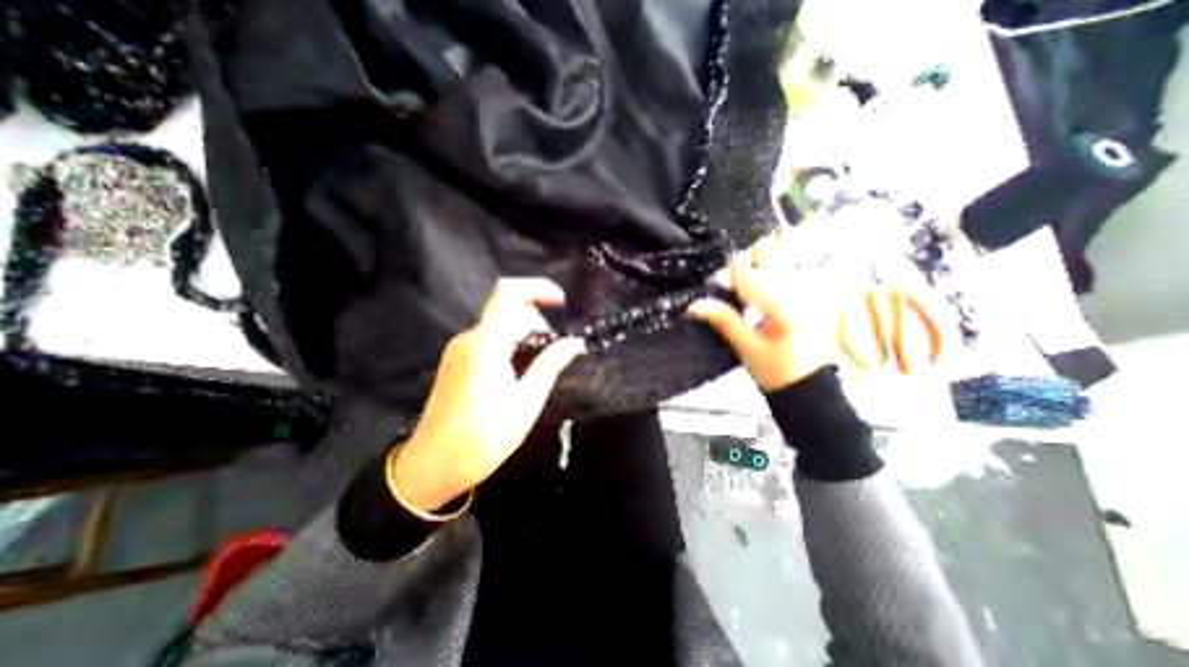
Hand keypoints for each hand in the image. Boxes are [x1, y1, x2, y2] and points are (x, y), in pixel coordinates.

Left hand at [396, 278, 585, 507]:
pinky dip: (513, 346)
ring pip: (502, 325)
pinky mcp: (459, 359)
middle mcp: (470, 339)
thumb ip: (549, 366)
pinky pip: (492, 339)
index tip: (562, 302)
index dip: (538, 288)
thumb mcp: (524, 405)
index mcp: (485, 346)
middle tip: (554, 356)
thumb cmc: (480, 441)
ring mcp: (461, 349)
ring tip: (537, 371)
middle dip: (538, 324)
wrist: (430, 467)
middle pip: (510, 310)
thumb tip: (575, 342)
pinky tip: (520, 374)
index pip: (508, 294)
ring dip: (527, 338)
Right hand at [693, 233, 827, 391]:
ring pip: (780, 256)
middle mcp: (801, 290)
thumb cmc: (774, 368)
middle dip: (748, 262)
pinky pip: (789, 268)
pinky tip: (765, 290)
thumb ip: (723, 320)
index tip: (723, 282)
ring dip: (759, 264)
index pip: (750, 274)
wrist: (807, 383)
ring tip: (751, 289)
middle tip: (738, 285)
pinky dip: (771, 271)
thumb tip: (693, 305)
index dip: (731, 272)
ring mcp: (810, 288)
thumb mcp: (745, 346)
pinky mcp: (812, 291)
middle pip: (769, 252)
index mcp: (784, 308)